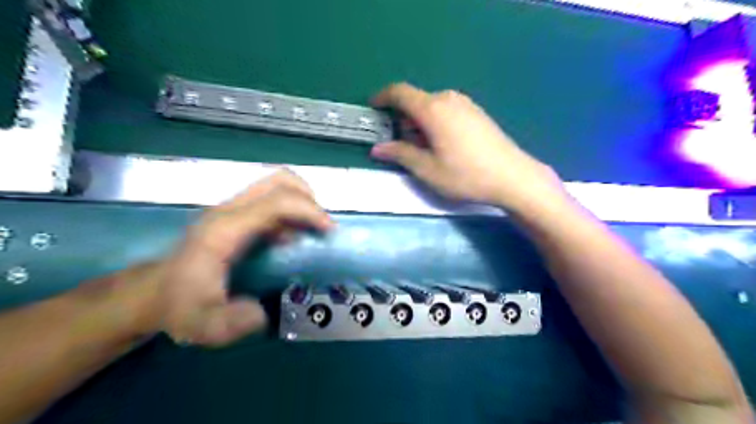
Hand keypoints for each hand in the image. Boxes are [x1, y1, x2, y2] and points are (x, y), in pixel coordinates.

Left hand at [131, 171, 330, 346]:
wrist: (155, 293)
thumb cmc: (180, 305)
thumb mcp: (203, 325)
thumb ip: (232, 322)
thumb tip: (262, 311)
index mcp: (226, 229)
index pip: (276, 201)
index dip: (308, 210)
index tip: (329, 230)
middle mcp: (230, 210)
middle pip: (278, 180)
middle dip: (308, 197)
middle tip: (321, 225)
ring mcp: (232, 209)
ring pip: (276, 185)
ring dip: (301, 201)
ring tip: (312, 229)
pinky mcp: (236, 215)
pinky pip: (272, 200)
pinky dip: (291, 211)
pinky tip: (293, 237)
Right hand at [372, 81, 565, 211]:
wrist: (513, 177)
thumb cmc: (465, 175)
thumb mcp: (427, 169)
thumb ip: (400, 154)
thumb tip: (378, 148)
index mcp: (432, 109)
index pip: (400, 92)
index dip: (383, 97)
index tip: (373, 108)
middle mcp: (449, 99)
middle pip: (416, 100)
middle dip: (402, 117)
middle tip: (398, 143)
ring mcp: (466, 104)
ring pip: (432, 106)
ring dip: (419, 122)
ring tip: (421, 148)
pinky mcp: (477, 113)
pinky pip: (447, 111)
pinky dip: (435, 122)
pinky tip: (442, 145)